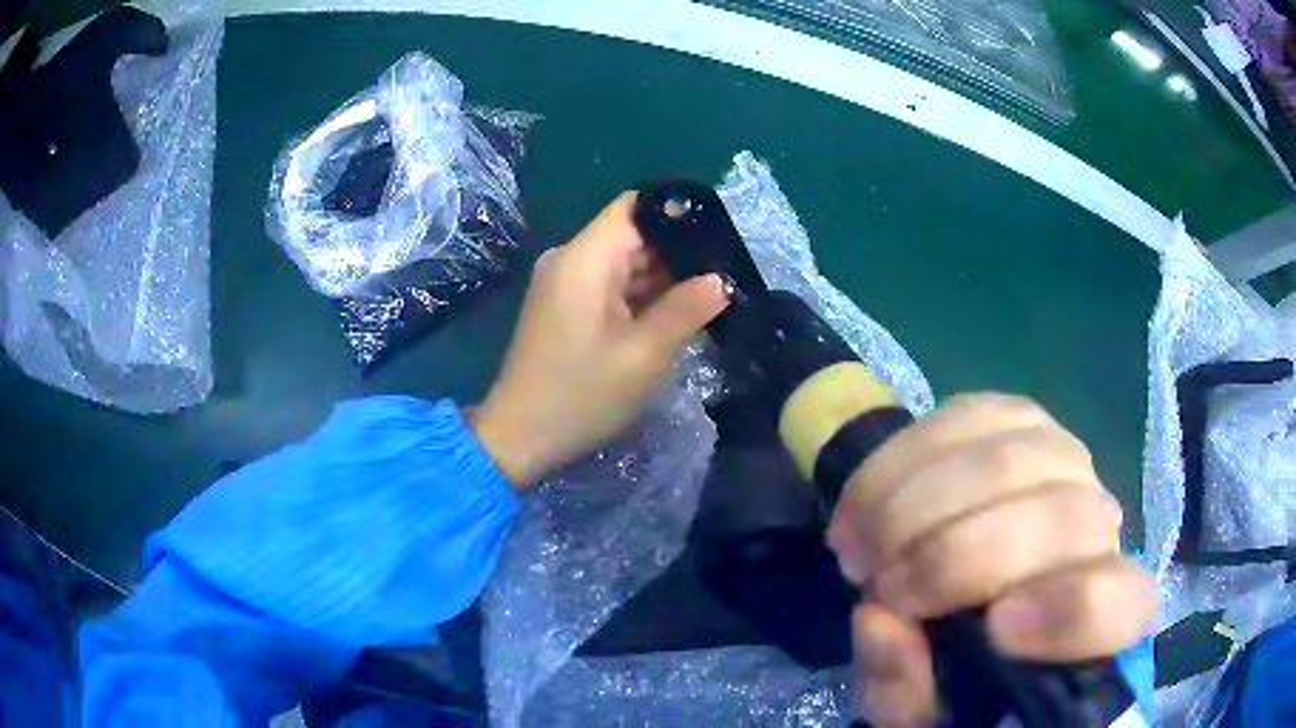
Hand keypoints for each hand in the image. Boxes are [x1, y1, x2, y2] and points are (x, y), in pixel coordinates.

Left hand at [473, 193, 728, 486]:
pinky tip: (677, 312)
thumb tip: (721, 280)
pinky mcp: (566, 308)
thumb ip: (686, 309)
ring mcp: (566, 285)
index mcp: (585, 258)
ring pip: (623, 263)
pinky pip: (610, 287)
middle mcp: (571, 260)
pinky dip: (641, 296)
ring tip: (711, 291)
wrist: (521, 437)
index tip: (718, 231)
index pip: (633, 207)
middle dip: (678, 250)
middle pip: (631, 235)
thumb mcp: (644, 354)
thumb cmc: (582, 394)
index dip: (676, 213)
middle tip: (726, 270)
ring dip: (662, 277)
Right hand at [826, 394, 1153, 725]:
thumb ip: (905, 690)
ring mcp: (1065, 459)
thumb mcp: (921, 710)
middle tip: (879, 589)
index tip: (994, 627)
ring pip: (1006, 458)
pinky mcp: (1019, 418)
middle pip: (1058, 516)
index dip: (1070, 611)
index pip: (1118, 602)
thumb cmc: (954, 666)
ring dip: (913, 507)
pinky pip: (965, 416)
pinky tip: (868, 501)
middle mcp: (1099, 526)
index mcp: (1097, 618)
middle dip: (951, 557)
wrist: (966, 584)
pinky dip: (901, 462)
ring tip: (861, 549)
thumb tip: (878, 621)